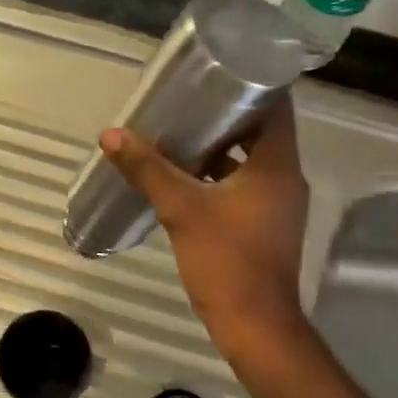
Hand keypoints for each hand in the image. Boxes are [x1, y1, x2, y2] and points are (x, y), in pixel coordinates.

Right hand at [99, 95, 309, 348]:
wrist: (254, 326)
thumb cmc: (226, 260)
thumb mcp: (182, 209)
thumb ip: (148, 169)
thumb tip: (112, 135)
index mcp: (277, 165)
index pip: (276, 107)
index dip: (251, 84)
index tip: (218, 70)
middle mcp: (286, 178)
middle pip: (262, 130)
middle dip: (227, 113)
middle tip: (190, 97)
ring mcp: (279, 203)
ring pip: (252, 159)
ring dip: (222, 145)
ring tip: (182, 129)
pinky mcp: (266, 223)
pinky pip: (246, 183)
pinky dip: (222, 173)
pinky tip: (187, 173)